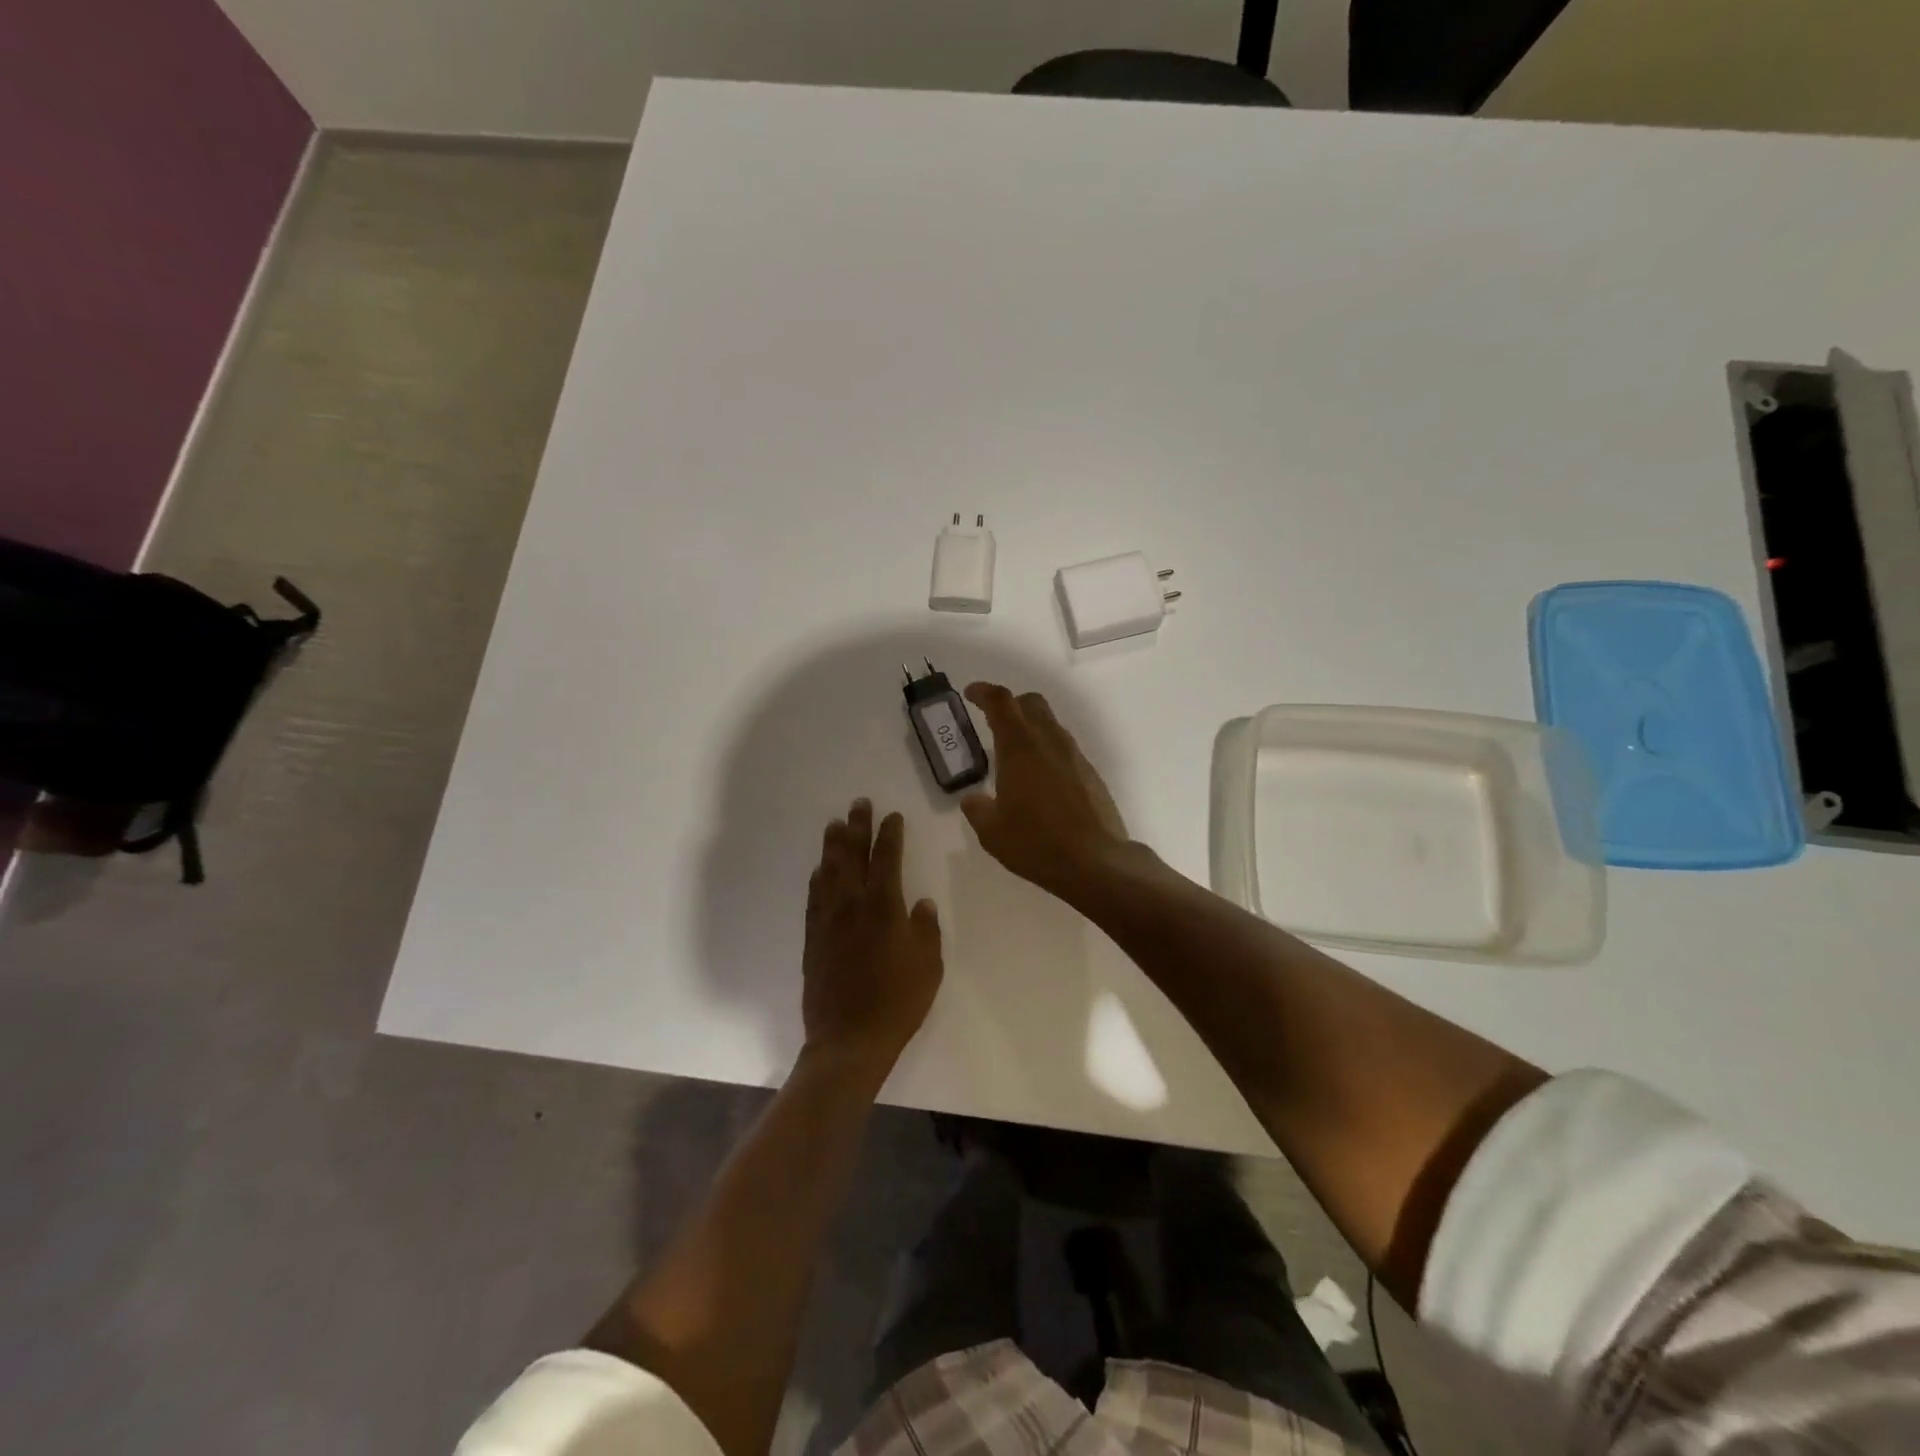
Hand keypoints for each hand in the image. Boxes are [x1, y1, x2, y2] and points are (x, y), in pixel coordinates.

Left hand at [802, 799, 943, 1074]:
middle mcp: (852, 904)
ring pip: (829, 871)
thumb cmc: (898, 1002)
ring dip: (833, 845)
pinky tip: (819, 870)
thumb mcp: (928, 966)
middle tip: (858, 804)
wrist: (848, 1039)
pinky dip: (817, 878)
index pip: (887, 858)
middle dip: (857, 827)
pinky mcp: (813, 938)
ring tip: (834, 824)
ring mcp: (828, 920)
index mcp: (884, 907)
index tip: (892, 816)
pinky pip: (814, 898)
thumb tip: (921, 903)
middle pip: (853, 856)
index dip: (890, 834)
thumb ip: (926, 930)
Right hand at [959, 684, 1131, 900]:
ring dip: (1031, 728)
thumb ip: (978, 809)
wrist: (1096, 862)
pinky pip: (1065, 749)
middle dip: (1011, 705)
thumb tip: (973, 799)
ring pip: (1051, 724)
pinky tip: (1041, 780)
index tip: (971, 693)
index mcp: (1020, 748)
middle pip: (1031, 703)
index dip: (984, 692)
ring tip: (1016, 756)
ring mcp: (1075, 756)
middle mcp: (1049, 742)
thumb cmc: (1036, 843)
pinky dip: (1048, 751)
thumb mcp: (992, 832)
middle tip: (994, 722)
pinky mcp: (1091, 774)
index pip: (1001, 702)